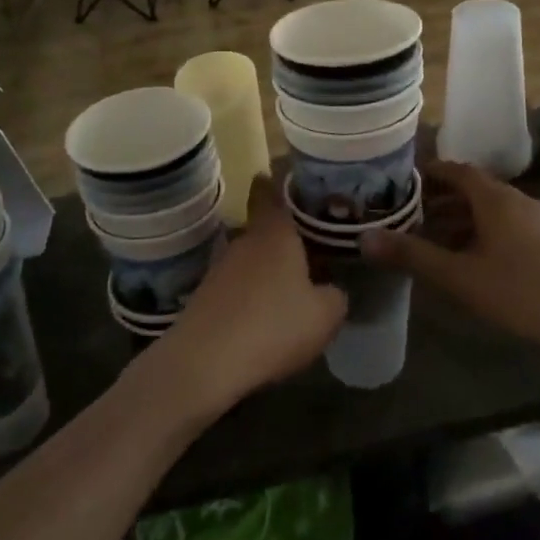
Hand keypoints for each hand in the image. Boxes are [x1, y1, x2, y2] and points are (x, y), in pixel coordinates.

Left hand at [147, 178, 346, 419]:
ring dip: (267, 267)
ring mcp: (219, 268)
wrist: (204, 363)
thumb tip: (332, 289)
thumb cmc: (273, 326)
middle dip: (284, 234)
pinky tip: (266, 314)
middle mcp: (244, 241)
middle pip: (263, 226)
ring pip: (250, 256)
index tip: (290, 176)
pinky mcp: (205, 297)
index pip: (270, 190)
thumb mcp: (325, 315)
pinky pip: (236, 284)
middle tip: (310, 243)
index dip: (278, 180)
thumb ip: (336, 295)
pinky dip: (251, 292)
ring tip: (292, 283)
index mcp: (275, 232)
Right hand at [360, 160, 539, 360]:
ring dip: (463, 220)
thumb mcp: (459, 277)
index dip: (429, 172)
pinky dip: (484, 232)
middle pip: (474, 190)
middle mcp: (519, 200)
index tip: (403, 182)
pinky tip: (476, 261)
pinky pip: (510, 226)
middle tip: (411, 216)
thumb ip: (412, 255)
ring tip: (436, 241)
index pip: (457, 170)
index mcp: (496, 199)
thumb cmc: (520, 293)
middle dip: (441, 200)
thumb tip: (365, 238)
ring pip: (493, 210)